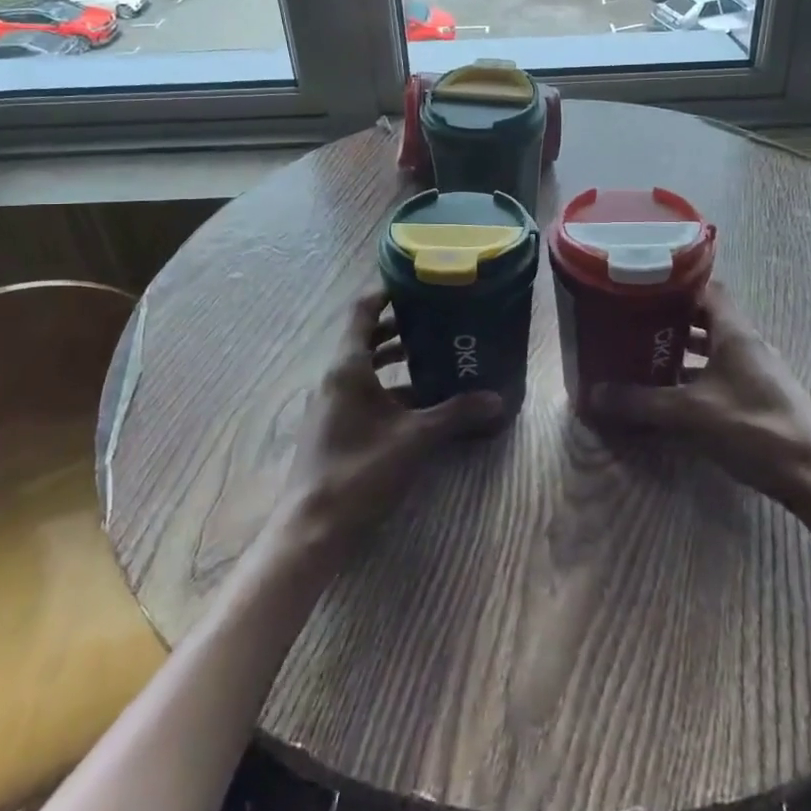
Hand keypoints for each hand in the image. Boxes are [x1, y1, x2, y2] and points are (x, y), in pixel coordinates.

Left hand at [277, 291, 505, 561]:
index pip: (362, 310)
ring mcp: (330, 402)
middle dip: (400, 325)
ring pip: (364, 365)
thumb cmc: (360, 471)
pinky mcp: (333, 425)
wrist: (312, 528)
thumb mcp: (414, 439)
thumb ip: (456, 414)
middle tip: (437, 317)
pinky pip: (362, 390)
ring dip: (394, 357)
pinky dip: (388, 386)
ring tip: (433, 353)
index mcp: (347, 366)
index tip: (417, 282)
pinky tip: (418, 402)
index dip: (387, 291)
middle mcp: (335, 376)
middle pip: (365, 335)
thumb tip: (497, 399)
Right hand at [576, 282, 810, 510]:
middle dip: (672, 320)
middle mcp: (749, 343)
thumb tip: (593, 395)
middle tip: (637, 324)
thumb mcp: (689, 414)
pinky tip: (676, 394)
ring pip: (715, 347)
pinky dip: (698, 375)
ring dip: (685, 350)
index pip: (707, 289)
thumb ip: (641, 402)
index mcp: (735, 333)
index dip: (676, 285)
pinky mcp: (761, 395)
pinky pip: (723, 372)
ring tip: (648, 355)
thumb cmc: (752, 428)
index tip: (644, 289)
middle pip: (708, 317)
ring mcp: (758, 370)